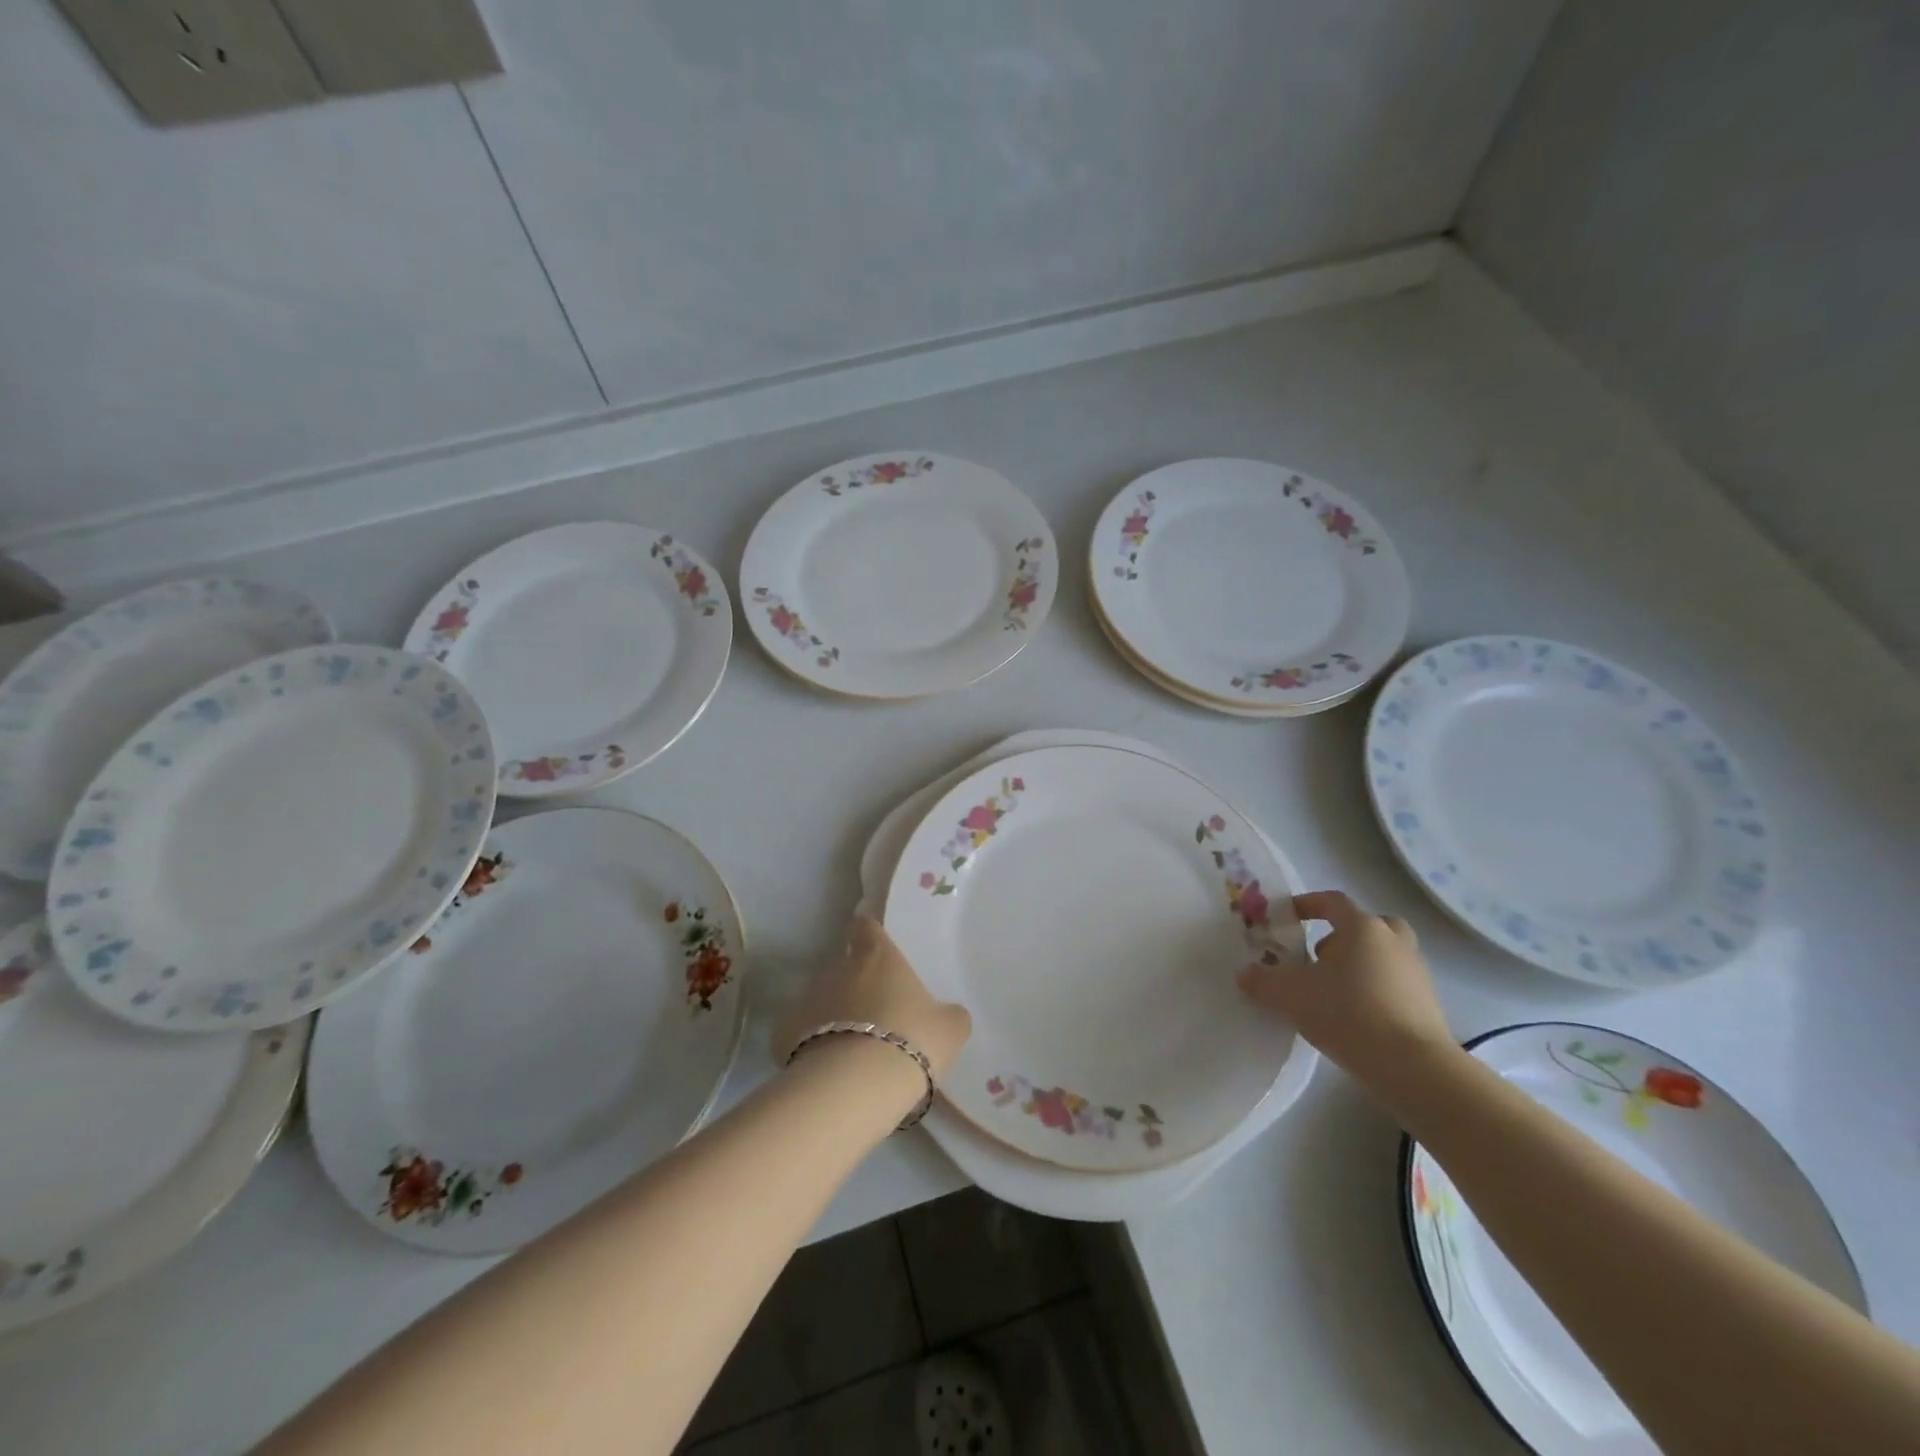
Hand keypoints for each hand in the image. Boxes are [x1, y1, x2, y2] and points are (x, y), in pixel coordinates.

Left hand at [775, 915, 971, 1078]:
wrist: (855, 1087)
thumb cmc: (911, 1041)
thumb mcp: (949, 1029)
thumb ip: (949, 1014)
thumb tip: (948, 1014)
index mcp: (878, 956)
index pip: (866, 927)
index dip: (870, 935)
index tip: (876, 949)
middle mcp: (839, 968)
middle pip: (844, 966)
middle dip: (855, 984)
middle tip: (875, 1014)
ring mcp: (808, 998)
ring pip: (822, 998)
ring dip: (833, 1014)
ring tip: (852, 1048)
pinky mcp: (784, 1032)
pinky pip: (800, 1033)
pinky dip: (810, 1044)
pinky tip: (827, 1069)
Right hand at [1237, 890, 1456, 1108]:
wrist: (1413, 1067)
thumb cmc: (1348, 1013)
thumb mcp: (1290, 995)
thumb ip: (1262, 981)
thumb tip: (1244, 974)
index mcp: (1363, 928)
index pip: (1333, 902)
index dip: (1307, 904)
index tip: (1287, 916)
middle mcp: (1394, 943)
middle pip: (1370, 925)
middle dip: (1344, 935)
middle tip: (1321, 955)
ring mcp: (1416, 974)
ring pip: (1385, 955)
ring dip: (1360, 965)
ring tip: (1332, 992)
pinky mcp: (1428, 1006)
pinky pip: (1395, 985)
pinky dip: (1375, 992)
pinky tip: (1354, 1017)